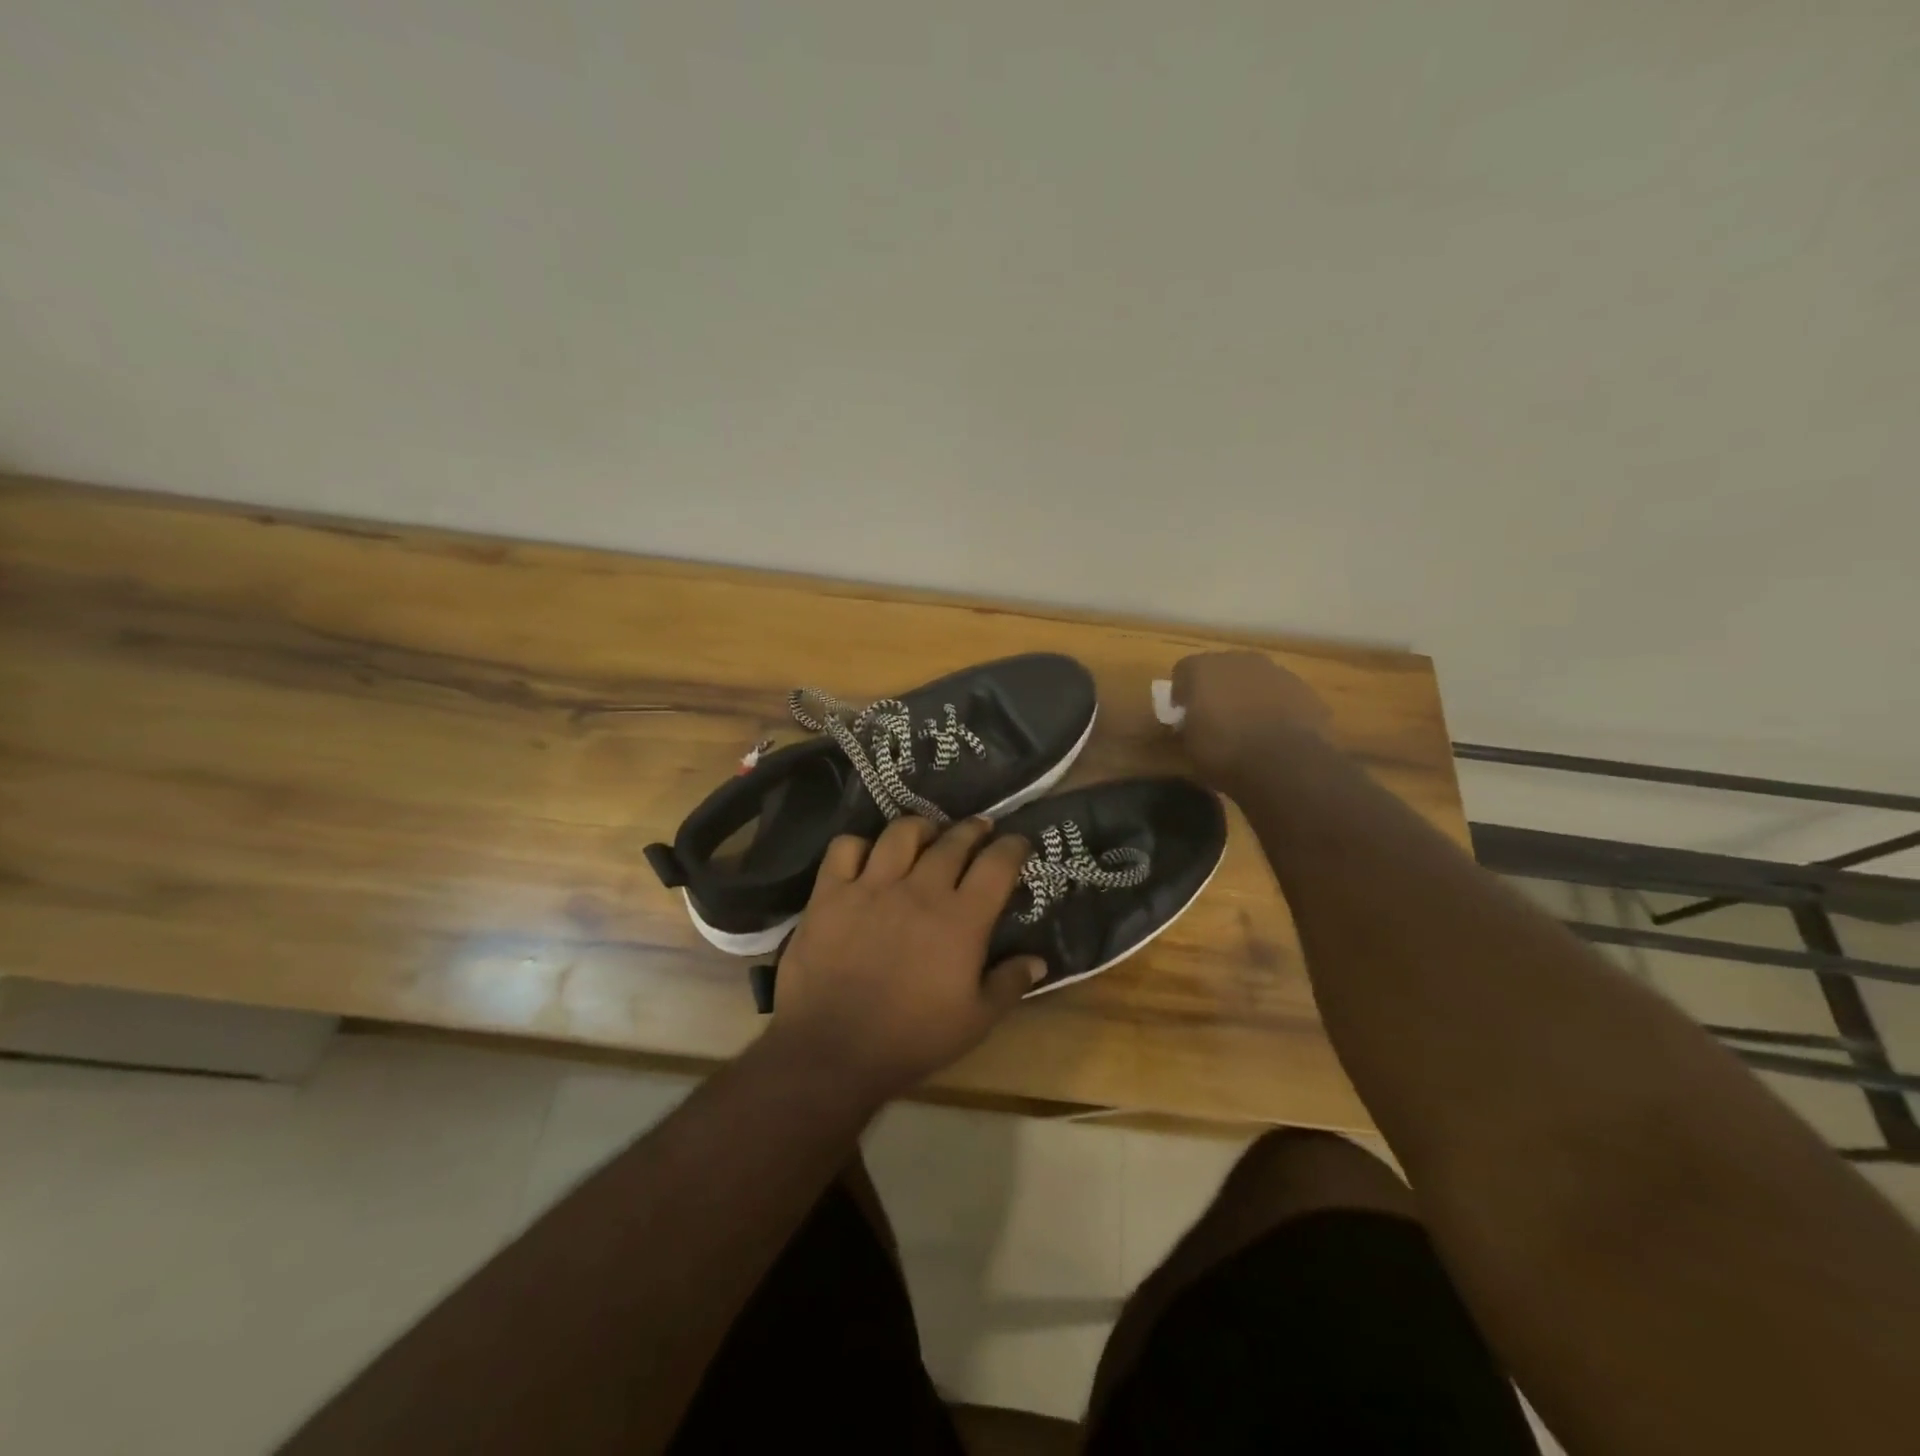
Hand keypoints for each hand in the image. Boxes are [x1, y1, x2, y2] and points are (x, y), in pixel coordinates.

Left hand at [763, 816, 1044, 1099]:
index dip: (1013, 847)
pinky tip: (867, 858)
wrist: (833, 1050)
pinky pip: (845, 848)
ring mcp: (872, 886)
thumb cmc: (912, 1039)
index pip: (997, 864)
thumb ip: (1009, 984)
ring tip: (926, 835)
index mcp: (962, 918)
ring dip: (921, 828)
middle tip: (978, 830)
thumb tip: (1038, 959)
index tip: (1018, 843)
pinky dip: (859, 846)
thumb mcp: (976, 1021)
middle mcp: (920, 889)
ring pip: (901, 833)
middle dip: (972, 830)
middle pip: (953, 841)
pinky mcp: (830, 893)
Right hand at [1171, 651, 1331, 792]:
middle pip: (1220, 669)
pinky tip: (1274, 732)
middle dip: (1216, 689)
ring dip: (1247, 695)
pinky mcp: (1304, 688)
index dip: (1181, 692)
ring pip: (1253, 679)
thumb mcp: (1189, 748)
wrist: (1287, 763)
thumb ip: (1187, 727)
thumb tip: (1189, 725)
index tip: (1183, 713)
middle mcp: (1238, 660)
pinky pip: (1280, 693)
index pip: (1183, 671)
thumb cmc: (1226, 753)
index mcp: (1203, 669)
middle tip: (1214, 717)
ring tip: (1247, 726)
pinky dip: (1274, 706)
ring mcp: (1275, 671)